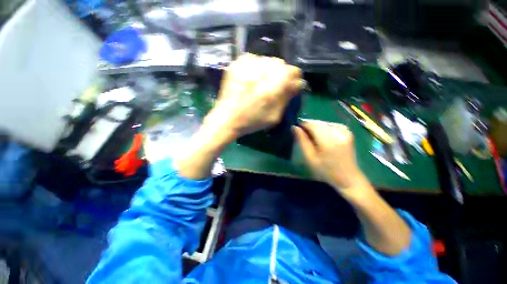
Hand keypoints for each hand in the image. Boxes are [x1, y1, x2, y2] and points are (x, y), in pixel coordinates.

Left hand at [204, 54, 303, 140]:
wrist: (227, 118)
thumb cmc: (252, 121)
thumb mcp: (274, 116)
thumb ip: (287, 98)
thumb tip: (297, 84)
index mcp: (274, 87)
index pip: (294, 72)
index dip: (294, 79)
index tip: (289, 87)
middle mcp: (262, 71)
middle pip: (281, 64)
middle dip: (281, 75)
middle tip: (274, 86)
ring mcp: (248, 65)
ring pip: (268, 60)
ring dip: (269, 70)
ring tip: (261, 83)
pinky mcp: (237, 63)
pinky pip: (254, 59)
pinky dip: (257, 67)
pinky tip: (252, 78)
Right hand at [293, 120, 367, 191]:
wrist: (348, 178)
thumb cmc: (326, 171)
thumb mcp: (310, 158)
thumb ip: (302, 141)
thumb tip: (294, 127)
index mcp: (328, 141)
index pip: (312, 125)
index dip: (303, 125)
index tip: (297, 130)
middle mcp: (338, 132)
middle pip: (318, 123)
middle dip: (309, 127)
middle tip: (304, 136)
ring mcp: (345, 130)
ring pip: (323, 123)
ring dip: (316, 128)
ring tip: (314, 140)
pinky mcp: (348, 131)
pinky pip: (330, 126)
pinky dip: (323, 130)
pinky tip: (323, 138)